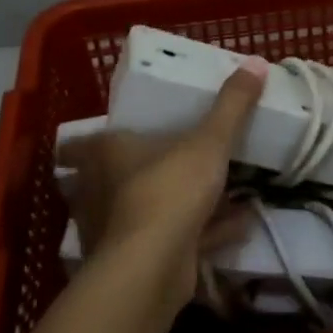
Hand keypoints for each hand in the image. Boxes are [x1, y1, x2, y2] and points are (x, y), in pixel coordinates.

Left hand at [60, 58, 265, 311]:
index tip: (111, 135)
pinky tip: (240, 225)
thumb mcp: (208, 142)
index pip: (76, 145)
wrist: (151, 271)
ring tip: (216, 192)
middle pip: (109, 177)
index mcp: (103, 155)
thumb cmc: (168, 191)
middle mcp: (98, 191)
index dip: (87, 141)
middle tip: (173, 156)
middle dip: (138, 171)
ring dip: (177, 204)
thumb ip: (232, 105)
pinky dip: (203, 233)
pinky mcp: (134, 264)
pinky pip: (171, 240)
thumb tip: (256, 61)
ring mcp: (112, 232)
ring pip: (142, 211)